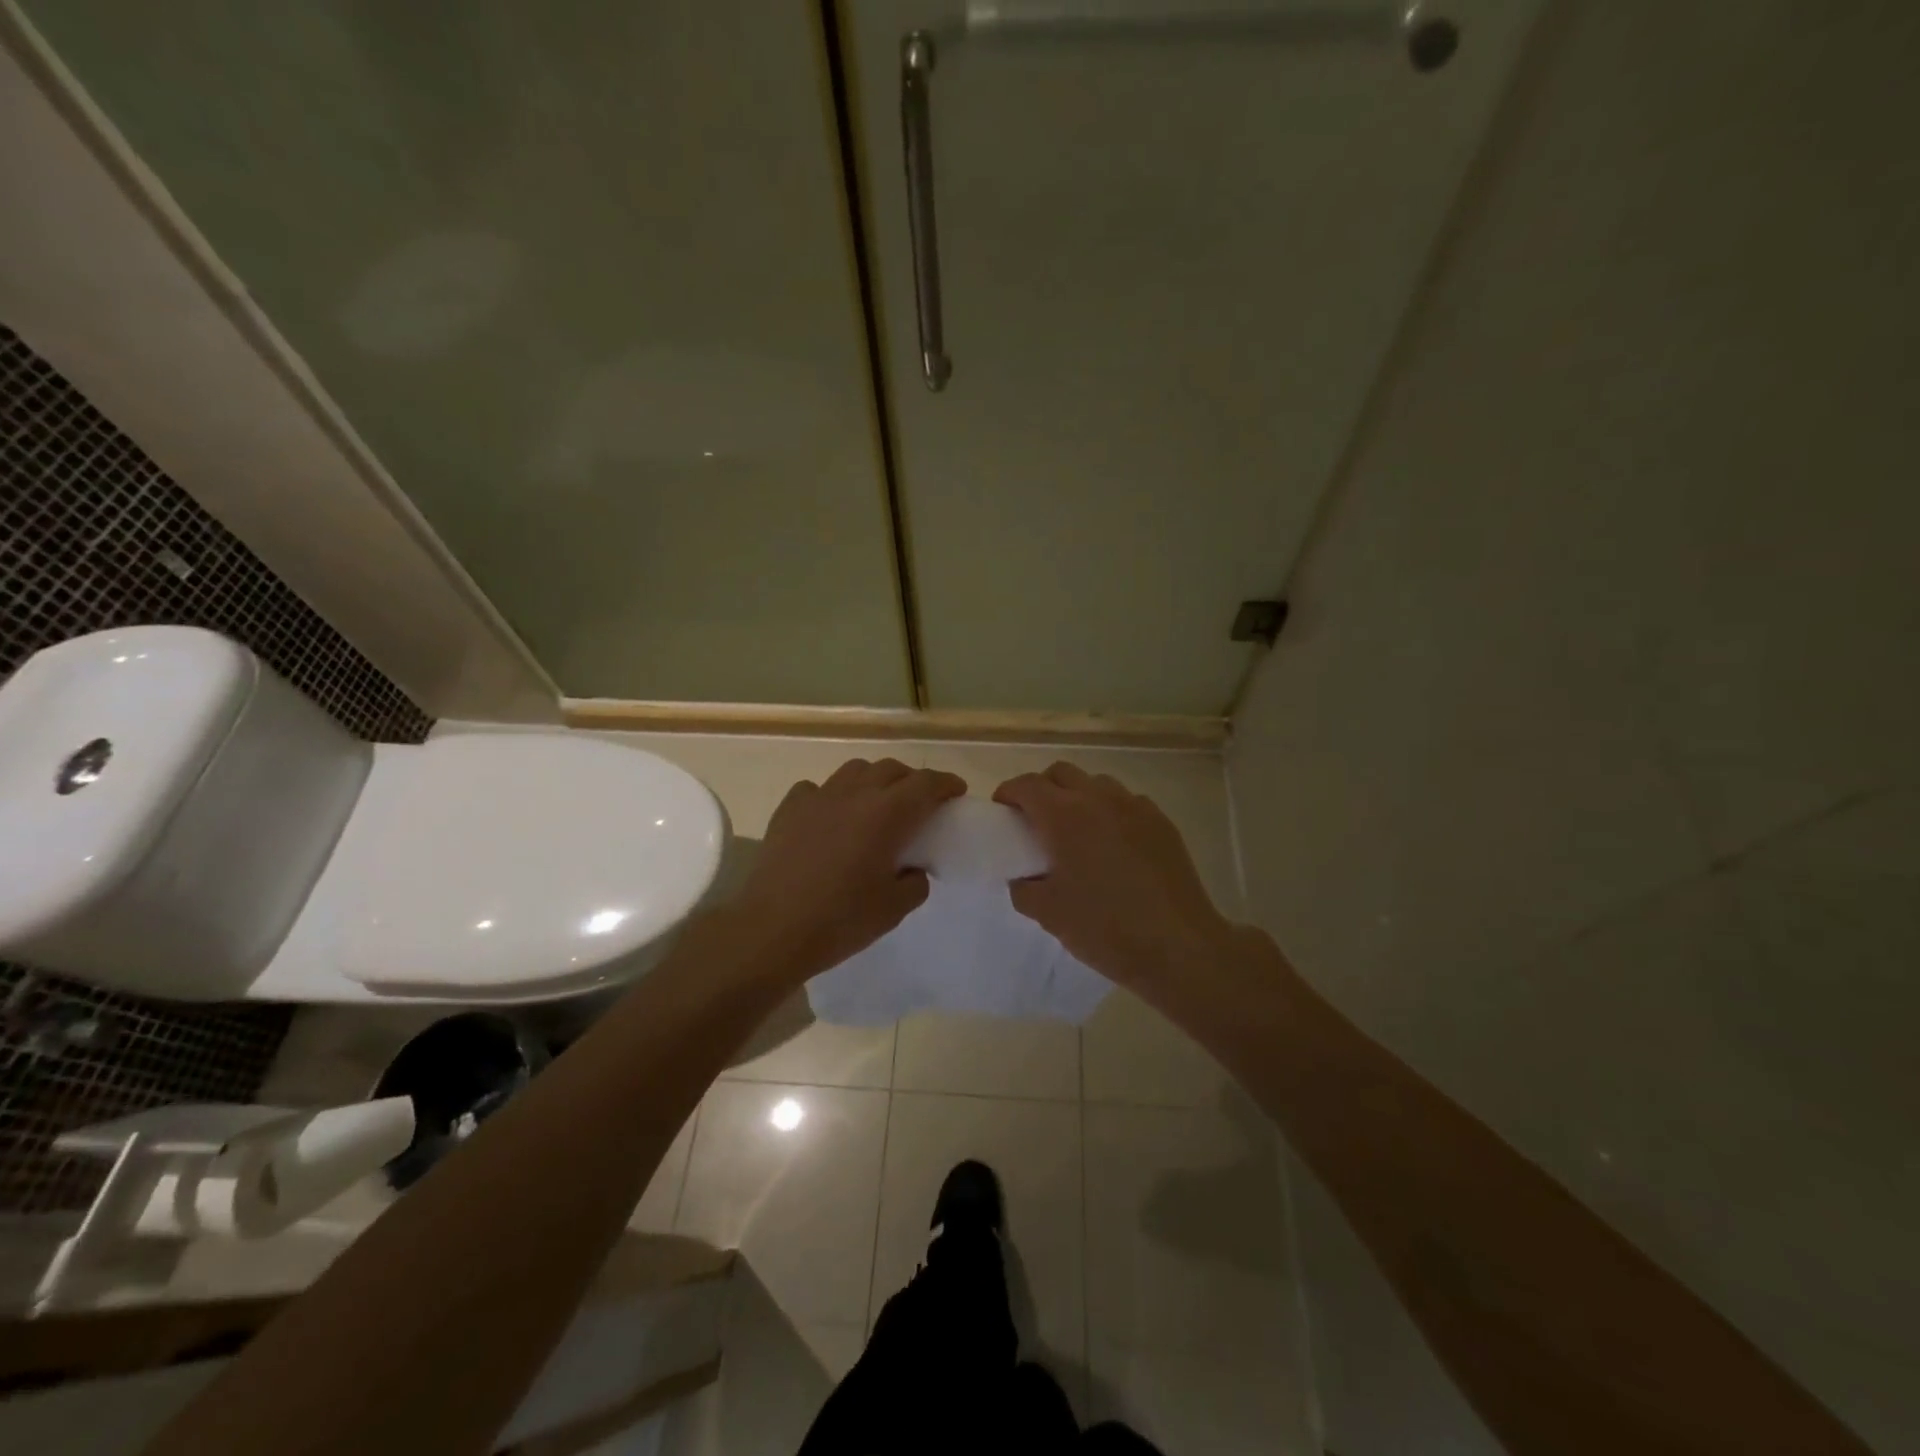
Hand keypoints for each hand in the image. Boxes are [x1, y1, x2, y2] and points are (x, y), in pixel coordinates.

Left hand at [733, 758, 965, 981]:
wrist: (772, 930)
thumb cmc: (841, 920)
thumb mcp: (894, 909)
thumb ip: (915, 882)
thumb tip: (913, 869)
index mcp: (887, 814)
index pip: (926, 783)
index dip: (945, 783)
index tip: (956, 792)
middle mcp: (855, 794)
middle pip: (891, 769)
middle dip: (912, 780)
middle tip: (920, 803)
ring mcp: (818, 797)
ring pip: (855, 770)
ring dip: (874, 780)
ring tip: (876, 804)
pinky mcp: (789, 808)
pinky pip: (817, 788)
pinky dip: (833, 796)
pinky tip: (832, 817)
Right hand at [994, 762, 1234, 994]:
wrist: (1178, 946)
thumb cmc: (1104, 928)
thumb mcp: (1048, 914)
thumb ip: (1024, 888)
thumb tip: (1023, 877)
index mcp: (1064, 816)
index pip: (1027, 785)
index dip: (1009, 793)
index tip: (1003, 811)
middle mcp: (1098, 799)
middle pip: (1061, 773)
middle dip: (1042, 788)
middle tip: (1036, 819)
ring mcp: (1135, 807)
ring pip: (1096, 784)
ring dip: (1078, 796)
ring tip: (1076, 831)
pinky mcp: (1161, 822)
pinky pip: (1127, 803)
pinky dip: (1110, 812)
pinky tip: (1113, 845)